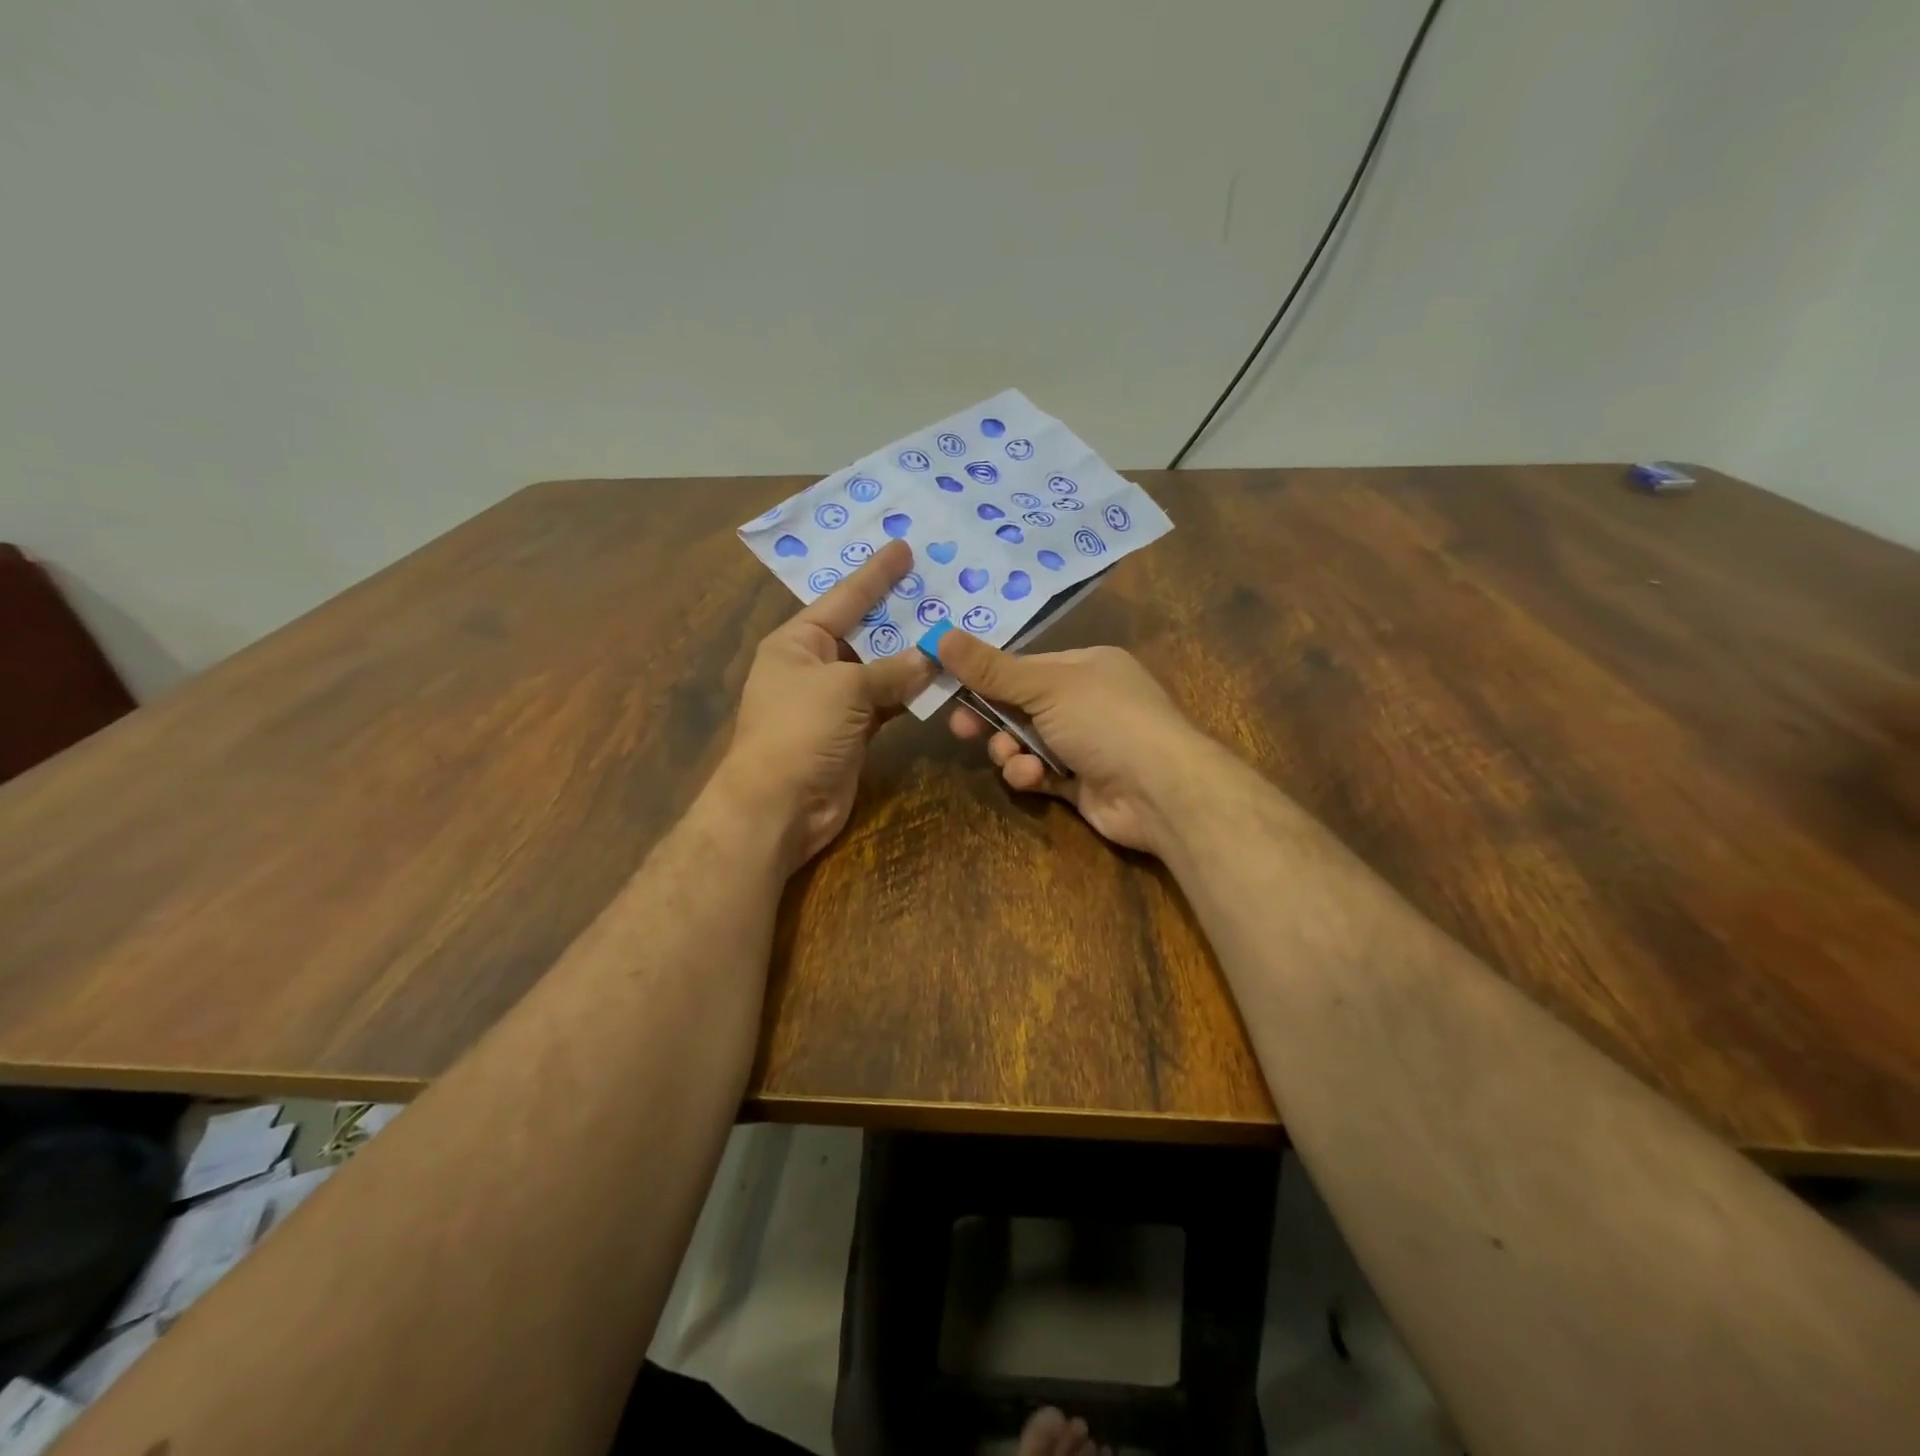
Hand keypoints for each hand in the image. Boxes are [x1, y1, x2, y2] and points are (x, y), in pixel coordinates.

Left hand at [717, 539, 934, 869]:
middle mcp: (814, 666)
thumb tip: (932, 659)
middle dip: (899, 615)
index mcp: (798, 642)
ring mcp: (833, 701)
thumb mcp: (845, 688)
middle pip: (864, 632)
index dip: (875, 574)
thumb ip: (892, 671)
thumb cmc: (800, 731)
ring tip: (950, 630)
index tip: (903, 547)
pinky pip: (886, 703)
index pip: (843, 598)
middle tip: (939, 589)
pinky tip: (939, 681)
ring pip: (880, 670)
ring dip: (911, 658)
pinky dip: (910, 695)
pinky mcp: (851, 732)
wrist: (778, 806)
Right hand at [937, 632, 1218, 854]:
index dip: (986, 678)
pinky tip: (1033, 778)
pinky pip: (1041, 773)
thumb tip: (941, 635)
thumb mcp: (1045, 687)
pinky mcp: (1082, 783)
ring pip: (1027, 743)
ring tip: (1015, 760)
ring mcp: (1086, 744)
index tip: (950, 688)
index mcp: (1086, 666)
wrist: (1160, 790)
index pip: (1024, 667)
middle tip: (961, 730)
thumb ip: (992, 670)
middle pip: (1021, 706)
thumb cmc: (1105, 721)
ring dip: (1012, 752)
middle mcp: (1087, 701)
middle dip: (992, 719)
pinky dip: (1031, 775)